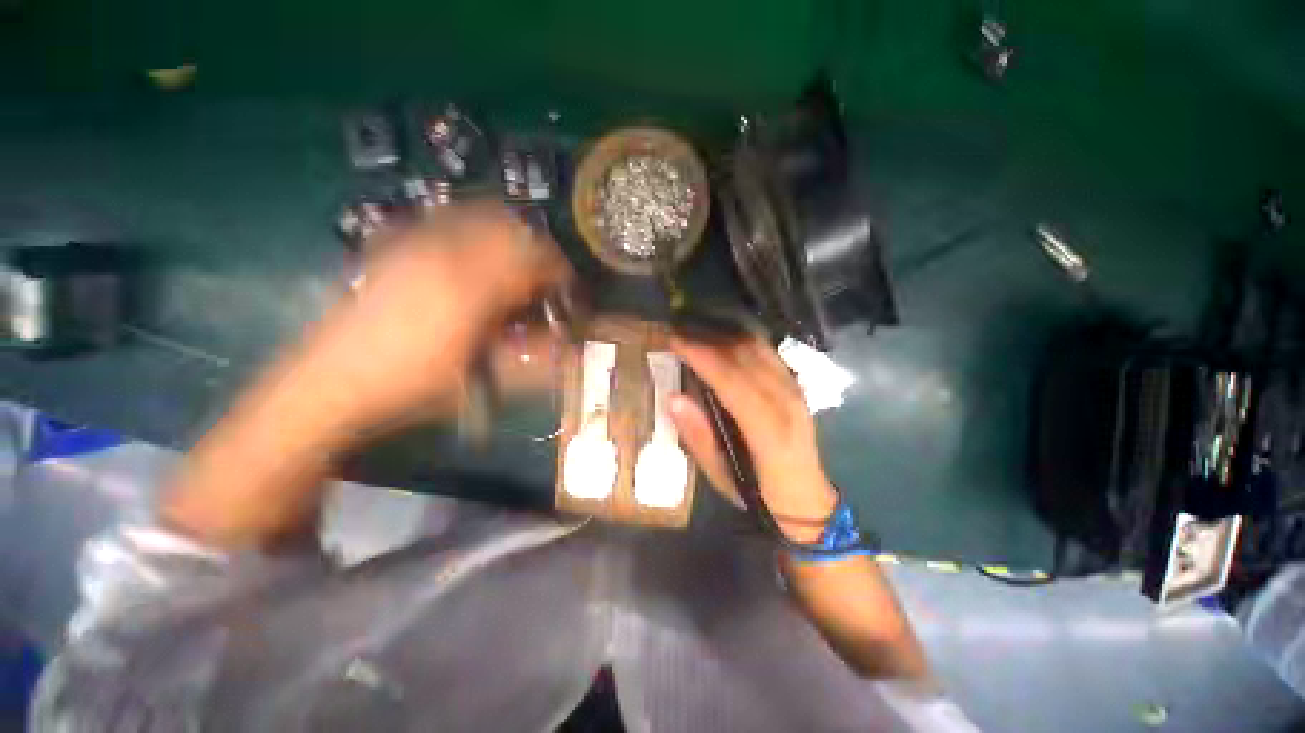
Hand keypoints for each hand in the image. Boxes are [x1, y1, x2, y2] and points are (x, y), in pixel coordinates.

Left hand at [294, 203, 570, 437]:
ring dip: (508, 236)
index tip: (570, 288)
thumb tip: (567, 342)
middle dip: (537, 250)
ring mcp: (414, 243)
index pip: (533, 262)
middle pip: (510, 229)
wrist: (331, 383)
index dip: (559, 271)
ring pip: (479, 217)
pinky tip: (476, 255)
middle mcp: (445, 253)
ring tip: (517, 264)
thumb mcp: (479, 376)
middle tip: (546, 276)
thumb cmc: (412, 385)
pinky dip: (474, 229)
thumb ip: (529, 350)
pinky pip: (446, 220)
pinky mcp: (394, 245)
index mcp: (471, 288)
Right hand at [668, 335, 837, 541]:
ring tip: (695, 336)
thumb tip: (673, 398)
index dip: (702, 357)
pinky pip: (767, 353)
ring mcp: (795, 390)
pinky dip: (741, 342)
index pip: (732, 381)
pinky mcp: (796, 386)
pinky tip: (723, 343)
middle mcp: (786, 402)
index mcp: (769, 431)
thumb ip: (698, 436)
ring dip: (723, 337)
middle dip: (708, 341)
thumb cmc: (760, 493)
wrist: (807, 500)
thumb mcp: (721, 475)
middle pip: (745, 357)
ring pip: (758, 349)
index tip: (673, 341)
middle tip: (678, 335)